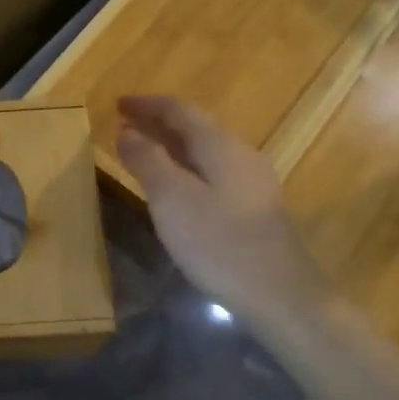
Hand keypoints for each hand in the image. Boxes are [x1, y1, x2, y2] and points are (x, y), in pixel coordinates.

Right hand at [116, 95, 329, 322]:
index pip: (180, 110)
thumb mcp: (172, 200)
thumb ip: (148, 161)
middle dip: (158, 124)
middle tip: (124, 126)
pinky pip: (213, 173)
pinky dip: (186, 168)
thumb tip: (127, 130)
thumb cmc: (220, 243)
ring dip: (171, 147)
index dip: (147, 105)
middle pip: (195, 128)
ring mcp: (253, 182)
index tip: (117, 103)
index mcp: (221, 146)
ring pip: (205, 152)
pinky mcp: (255, 208)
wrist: (281, 295)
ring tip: (142, 153)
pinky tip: (175, 188)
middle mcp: (241, 155)